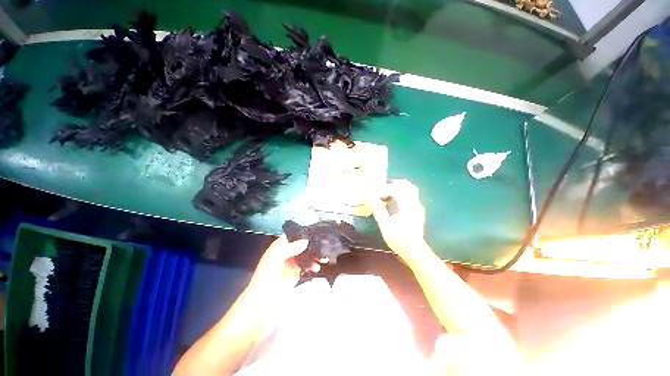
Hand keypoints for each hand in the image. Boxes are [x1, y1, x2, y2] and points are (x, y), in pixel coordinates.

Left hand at [255, 235, 318, 287]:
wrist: (263, 301)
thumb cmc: (265, 277)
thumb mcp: (275, 259)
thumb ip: (290, 248)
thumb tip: (306, 241)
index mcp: (280, 246)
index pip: (293, 235)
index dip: (303, 233)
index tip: (315, 233)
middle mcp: (287, 252)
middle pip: (302, 245)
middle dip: (312, 245)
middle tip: (322, 246)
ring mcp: (292, 263)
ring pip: (306, 255)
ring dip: (314, 256)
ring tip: (321, 259)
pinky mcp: (297, 273)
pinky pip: (307, 266)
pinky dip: (313, 265)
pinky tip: (316, 268)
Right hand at [367, 180, 426, 259]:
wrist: (414, 252)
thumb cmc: (399, 238)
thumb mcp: (385, 223)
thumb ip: (377, 208)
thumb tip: (368, 196)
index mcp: (408, 204)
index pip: (397, 187)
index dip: (385, 188)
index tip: (375, 192)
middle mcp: (415, 203)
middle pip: (407, 186)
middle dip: (394, 185)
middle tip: (382, 188)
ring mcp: (417, 208)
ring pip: (409, 192)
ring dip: (397, 191)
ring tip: (385, 196)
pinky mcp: (417, 213)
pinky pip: (410, 199)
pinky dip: (400, 197)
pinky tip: (392, 204)